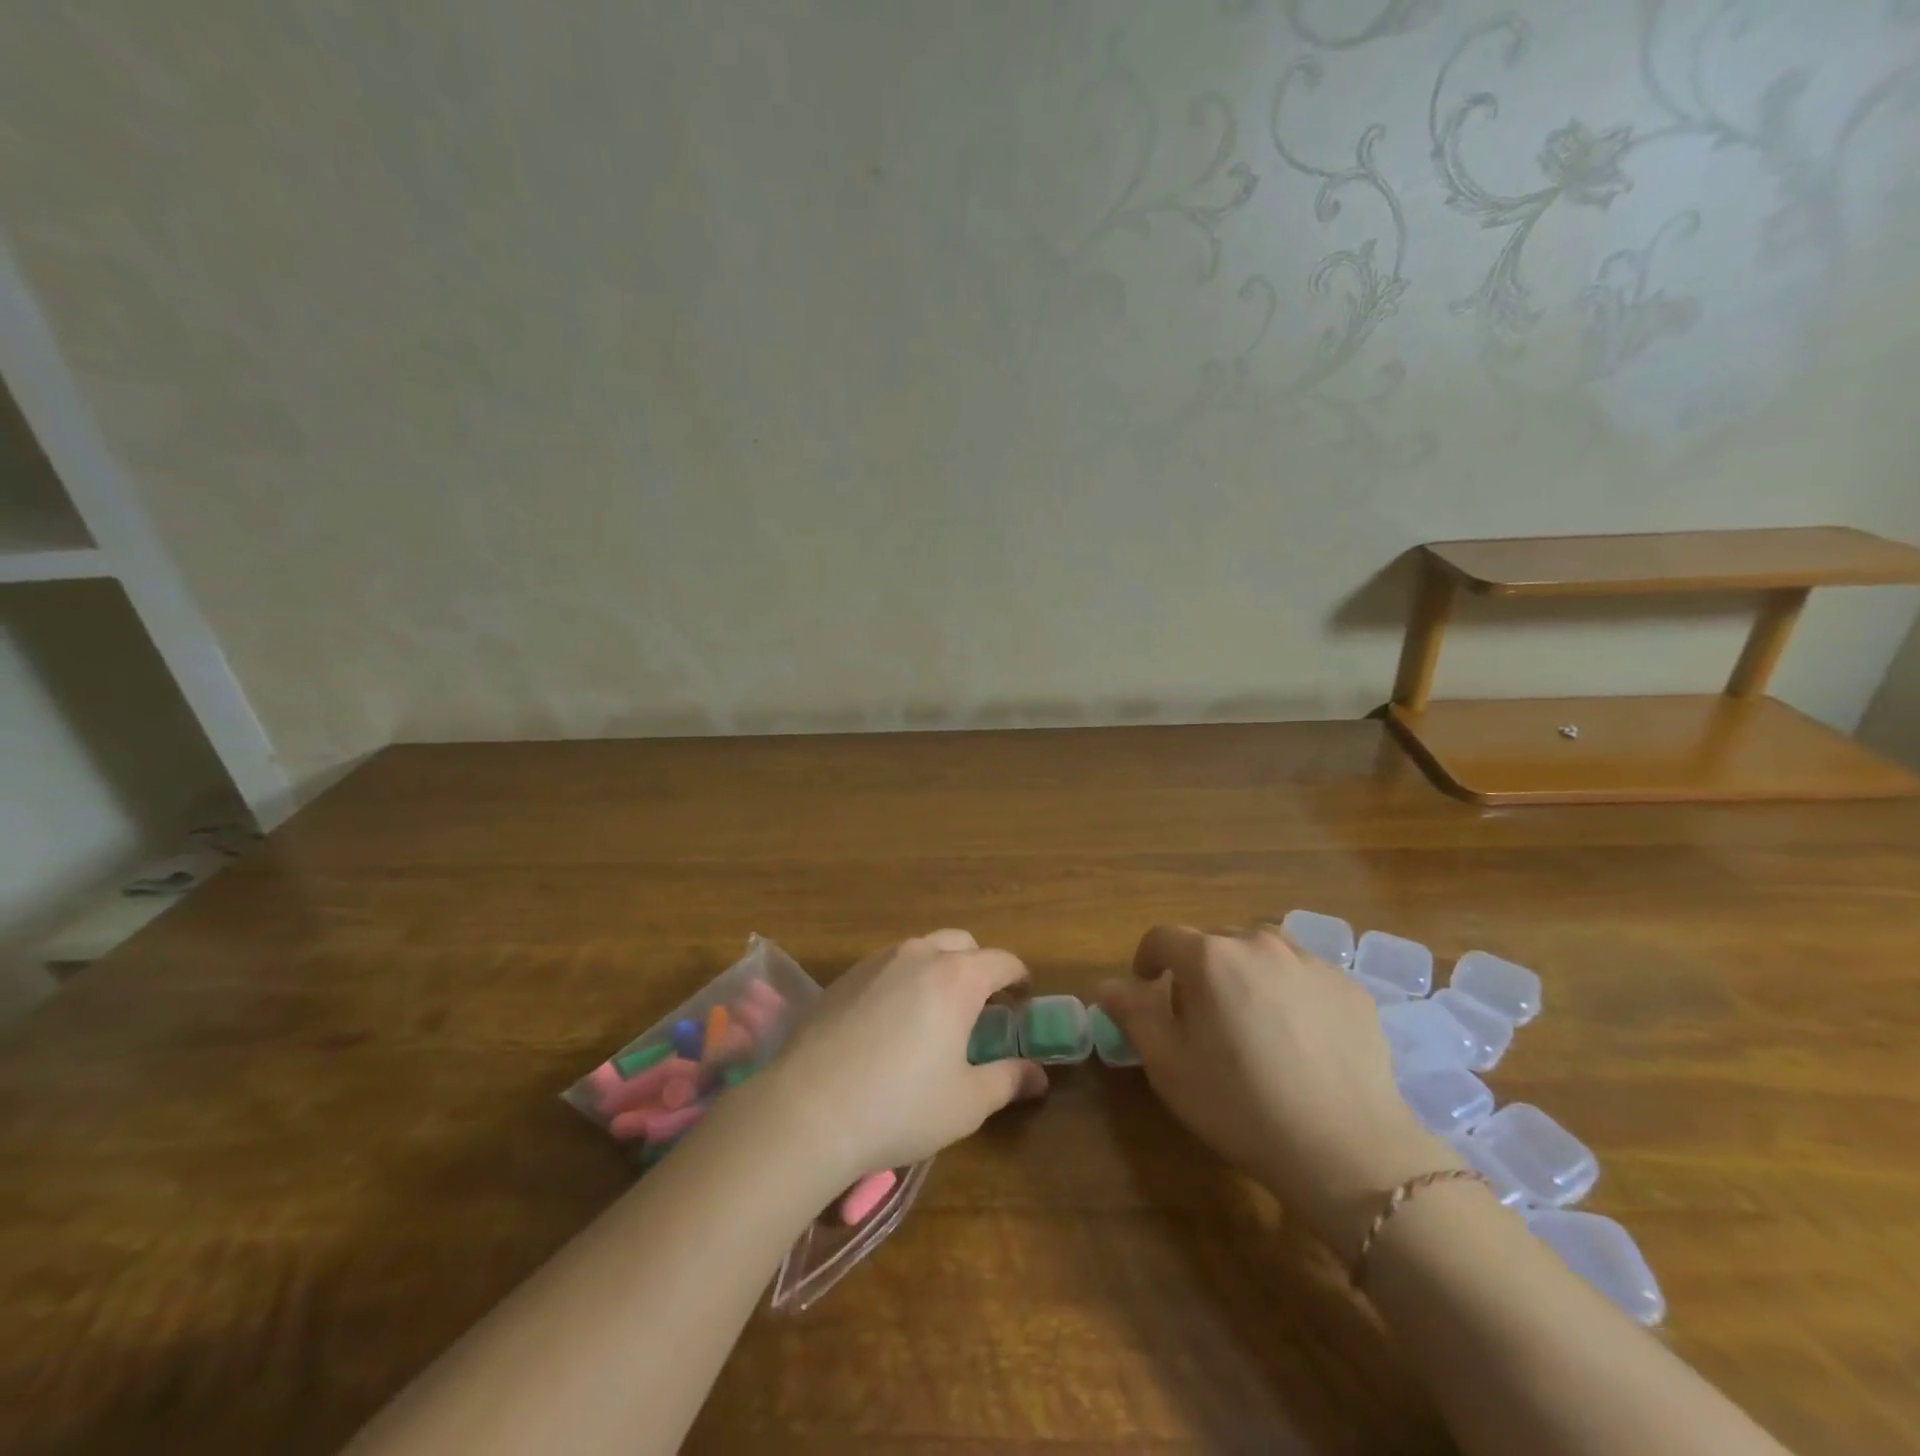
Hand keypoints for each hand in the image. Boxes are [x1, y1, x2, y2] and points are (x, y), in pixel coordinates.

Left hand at [752, 931, 1046, 1188]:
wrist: (807, 1109)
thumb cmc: (900, 1106)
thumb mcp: (966, 1102)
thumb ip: (1008, 1080)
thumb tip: (1038, 1076)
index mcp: (957, 977)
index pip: (1002, 961)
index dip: (1019, 978)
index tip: (1023, 999)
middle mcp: (919, 955)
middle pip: (962, 943)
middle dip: (979, 966)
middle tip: (982, 1007)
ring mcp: (877, 961)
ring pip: (922, 950)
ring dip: (940, 970)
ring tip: (936, 1013)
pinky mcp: (845, 976)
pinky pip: (888, 965)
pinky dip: (904, 980)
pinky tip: (892, 1023)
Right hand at [1100, 924, 1459, 1258]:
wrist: (1347, 1149)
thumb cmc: (1240, 1105)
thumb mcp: (1168, 1065)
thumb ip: (1133, 1014)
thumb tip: (1108, 985)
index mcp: (1210, 957)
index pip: (1163, 937)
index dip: (1147, 958)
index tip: (1146, 985)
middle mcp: (1259, 943)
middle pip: (1214, 940)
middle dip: (1197, 967)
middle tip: (1198, 1013)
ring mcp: (1310, 961)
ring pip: (1262, 949)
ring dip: (1244, 970)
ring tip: (1249, 1017)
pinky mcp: (1349, 987)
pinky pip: (1304, 973)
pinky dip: (1289, 988)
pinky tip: (1297, 1035)